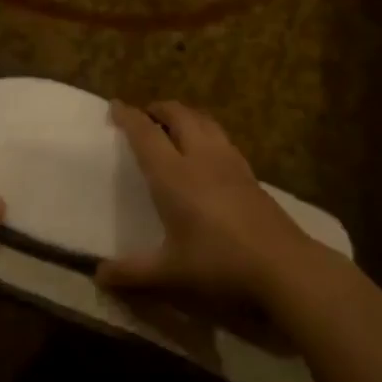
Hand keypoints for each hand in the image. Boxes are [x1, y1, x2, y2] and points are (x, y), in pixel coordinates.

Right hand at [98, 101, 314, 307]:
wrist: (282, 264)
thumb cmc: (218, 263)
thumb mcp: (170, 273)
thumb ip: (132, 272)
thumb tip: (99, 276)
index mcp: (173, 175)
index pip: (146, 134)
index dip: (129, 117)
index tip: (116, 105)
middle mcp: (200, 157)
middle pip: (179, 115)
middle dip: (159, 108)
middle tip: (145, 115)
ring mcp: (229, 161)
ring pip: (204, 120)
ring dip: (185, 115)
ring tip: (174, 125)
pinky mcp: (249, 171)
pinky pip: (222, 136)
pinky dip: (206, 130)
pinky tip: (207, 150)